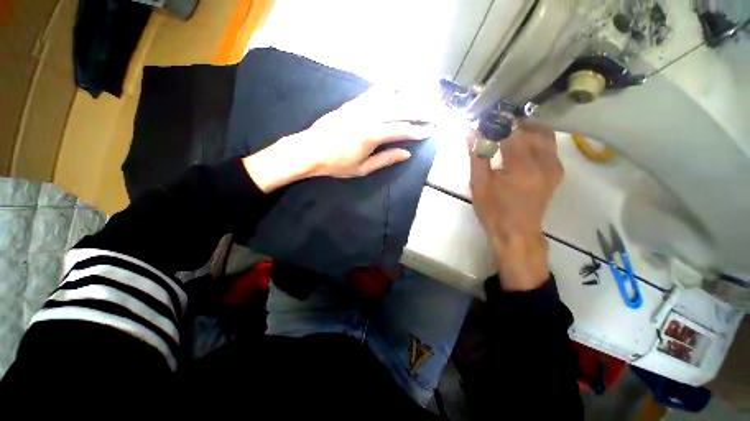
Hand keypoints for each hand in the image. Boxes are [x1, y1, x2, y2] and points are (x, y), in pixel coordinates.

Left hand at [243, 89, 431, 191]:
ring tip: (424, 98)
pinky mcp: (353, 103)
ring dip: (409, 97)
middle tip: (434, 114)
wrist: (310, 150)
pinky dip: (389, 88)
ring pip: (390, 97)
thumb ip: (386, 159)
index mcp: (372, 135)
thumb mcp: (363, 168)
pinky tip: (399, 85)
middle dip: (420, 111)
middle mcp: (369, 116)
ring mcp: (360, 106)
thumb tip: (406, 153)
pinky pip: (374, 91)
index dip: (417, 131)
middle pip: (400, 110)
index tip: (429, 132)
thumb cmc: (337, 164)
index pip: (401, 130)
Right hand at [469, 125, 563, 290]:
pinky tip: (520, 142)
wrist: (517, 233)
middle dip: (509, 123)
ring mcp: (554, 166)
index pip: (510, 132)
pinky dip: (535, 138)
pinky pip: (549, 145)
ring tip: (505, 130)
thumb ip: (477, 156)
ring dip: (524, 128)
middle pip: (530, 129)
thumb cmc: (494, 211)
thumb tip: (470, 133)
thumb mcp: (479, 185)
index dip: (495, 122)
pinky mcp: (556, 171)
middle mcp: (544, 162)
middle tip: (492, 123)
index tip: (482, 118)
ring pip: (543, 134)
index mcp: (522, 167)